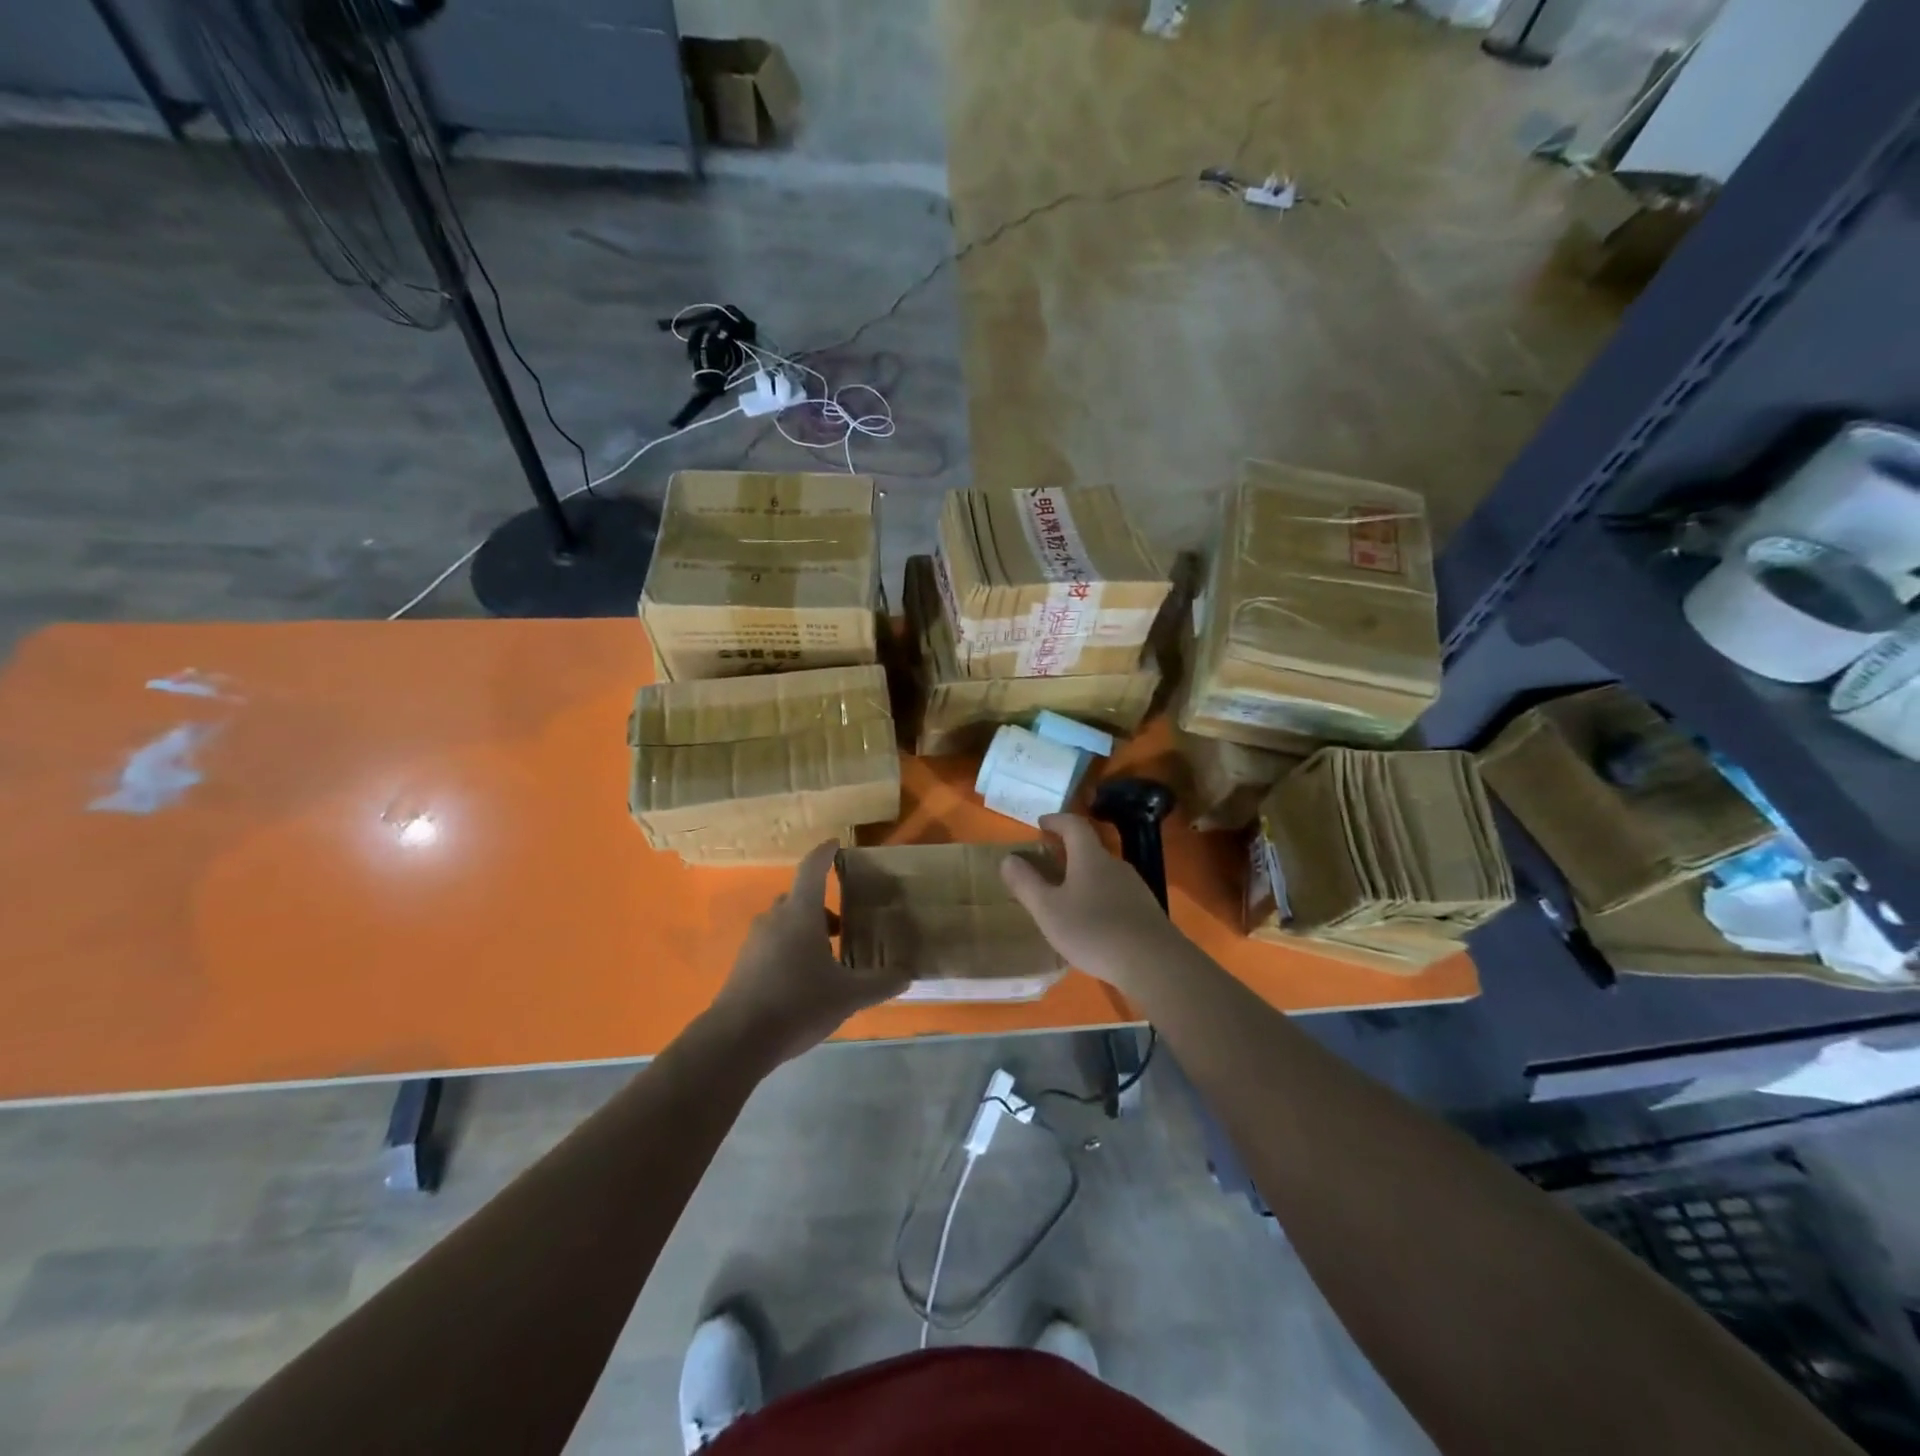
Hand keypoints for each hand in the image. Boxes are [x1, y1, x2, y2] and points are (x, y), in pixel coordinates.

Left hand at [707, 841, 909, 1063]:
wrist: (736, 1040)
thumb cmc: (797, 1004)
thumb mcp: (849, 996)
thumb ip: (881, 983)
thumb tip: (907, 974)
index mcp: (801, 913)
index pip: (812, 868)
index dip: (825, 853)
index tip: (837, 844)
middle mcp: (775, 918)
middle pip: (799, 897)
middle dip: (822, 906)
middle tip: (845, 926)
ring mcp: (755, 941)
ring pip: (785, 922)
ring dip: (806, 931)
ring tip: (829, 959)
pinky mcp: (743, 965)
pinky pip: (772, 944)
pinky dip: (790, 949)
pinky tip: (804, 981)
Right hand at [1000, 813, 1178, 995]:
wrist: (1154, 963)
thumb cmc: (1094, 931)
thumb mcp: (1048, 910)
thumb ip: (1026, 883)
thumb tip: (1008, 858)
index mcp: (1090, 857)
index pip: (1074, 825)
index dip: (1056, 820)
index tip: (1041, 823)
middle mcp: (1115, 864)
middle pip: (1090, 848)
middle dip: (1068, 850)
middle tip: (1048, 861)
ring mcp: (1135, 887)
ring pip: (1103, 872)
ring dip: (1083, 875)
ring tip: (1066, 894)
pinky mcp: (1145, 910)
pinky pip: (1115, 893)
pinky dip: (1098, 896)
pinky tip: (1092, 921)